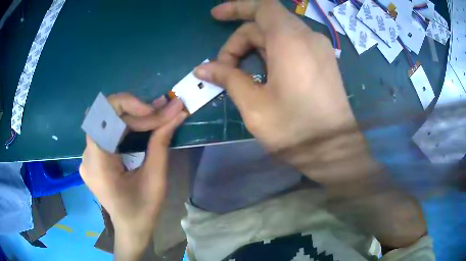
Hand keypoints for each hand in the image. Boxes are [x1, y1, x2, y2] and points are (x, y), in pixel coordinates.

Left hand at [80, 93, 186, 259]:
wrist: (131, 228)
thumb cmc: (143, 211)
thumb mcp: (156, 179)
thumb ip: (161, 143)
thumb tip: (176, 113)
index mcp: (97, 164)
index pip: (101, 117)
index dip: (127, 105)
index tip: (154, 111)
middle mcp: (87, 156)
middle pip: (106, 117)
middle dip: (135, 111)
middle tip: (163, 110)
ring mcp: (88, 156)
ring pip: (107, 122)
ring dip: (132, 116)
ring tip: (157, 114)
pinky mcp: (94, 157)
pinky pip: (108, 132)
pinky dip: (126, 125)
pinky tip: (142, 125)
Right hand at [195, 0, 370, 183]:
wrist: (336, 150)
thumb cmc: (295, 129)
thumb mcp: (254, 105)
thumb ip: (228, 78)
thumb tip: (202, 68)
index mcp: (290, 39)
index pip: (262, 6)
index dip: (237, 7)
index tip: (216, 16)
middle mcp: (308, 36)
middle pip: (266, 24)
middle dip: (240, 41)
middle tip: (223, 69)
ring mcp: (319, 48)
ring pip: (279, 35)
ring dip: (255, 49)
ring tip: (242, 75)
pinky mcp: (324, 61)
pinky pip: (293, 46)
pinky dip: (272, 53)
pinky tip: (264, 75)